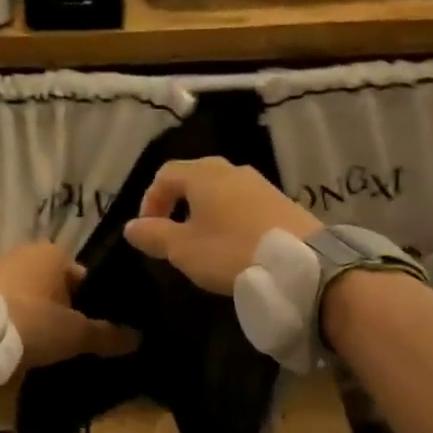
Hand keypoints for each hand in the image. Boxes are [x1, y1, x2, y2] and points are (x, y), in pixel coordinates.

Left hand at [0, 243, 138, 371]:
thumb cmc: (30, 322)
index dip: (93, 306)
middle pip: (54, 287)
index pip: (84, 278)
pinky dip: (10, 320)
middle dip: (62, 311)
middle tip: (69, 343)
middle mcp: (24, 252)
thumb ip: (107, 335)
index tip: (94, 332)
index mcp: (53, 253)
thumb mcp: (75, 334)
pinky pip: (3, 305)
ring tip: (40, 347)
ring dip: (34, 316)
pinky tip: (13, 343)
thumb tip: (139, 339)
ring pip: (27, 295)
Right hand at [122, 157, 319, 293]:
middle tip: (172, 233)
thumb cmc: (231, 251)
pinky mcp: (280, 200)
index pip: (165, 175)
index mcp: (203, 175)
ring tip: (202, 241)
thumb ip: (154, 235)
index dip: (150, 200)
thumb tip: (131, 226)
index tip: (148, 231)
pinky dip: (229, 217)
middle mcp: (231, 169)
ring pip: (220, 190)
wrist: (301, 262)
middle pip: (194, 177)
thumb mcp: (183, 249)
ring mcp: (259, 183)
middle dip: (177, 203)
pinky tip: (233, 243)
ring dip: (204, 211)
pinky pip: (243, 202)